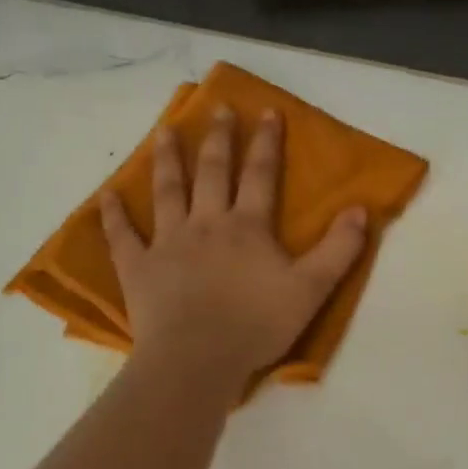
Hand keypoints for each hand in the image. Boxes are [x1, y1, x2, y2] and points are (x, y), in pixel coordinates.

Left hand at [101, 108, 367, 385]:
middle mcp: (206, 223)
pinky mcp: (138, 268)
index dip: (266, 142)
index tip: (267, 111)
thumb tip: (361, 208)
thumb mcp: (312, 289)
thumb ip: (339, 249)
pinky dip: (113, 215)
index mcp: (247, 226)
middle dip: (218, 139)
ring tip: (164, 131)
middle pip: (212, 172)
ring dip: (167, 159)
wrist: (198, 359)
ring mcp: (168, 243)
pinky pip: (122, 236)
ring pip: (167, 191)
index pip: (260, 174)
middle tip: (218, 109)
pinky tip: (107, 195)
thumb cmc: (257, 325)